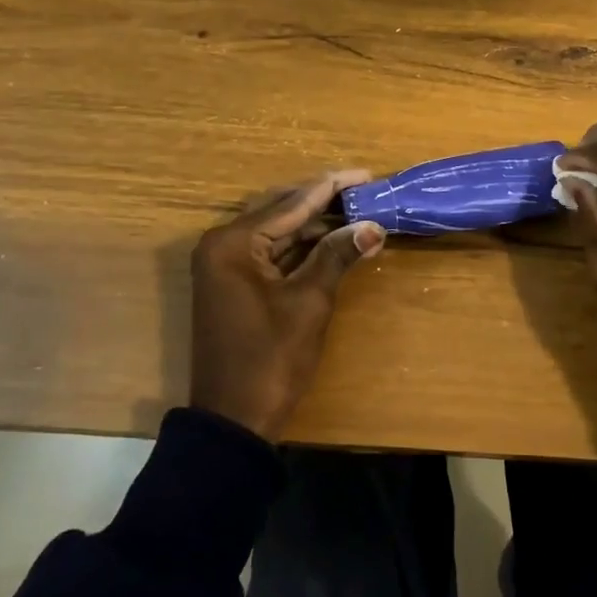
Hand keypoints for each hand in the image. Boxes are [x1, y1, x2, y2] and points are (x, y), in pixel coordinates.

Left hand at [190, 169, 385, 439]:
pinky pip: (271, 252)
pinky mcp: (233, 283)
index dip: (333, 187)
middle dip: (325, 202)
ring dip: (316, 224)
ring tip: (358, 213)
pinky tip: (333, 240)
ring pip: (278, 231)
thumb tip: (374, 226)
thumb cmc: (270, 359)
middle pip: (282, 210)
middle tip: (366, 192)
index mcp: (234, 242)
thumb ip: (338, 255)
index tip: (367, 174)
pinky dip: (302, 246)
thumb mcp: (309, 302)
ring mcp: (225, 265)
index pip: (292, 203)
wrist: (233, 422)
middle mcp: (223, 244)